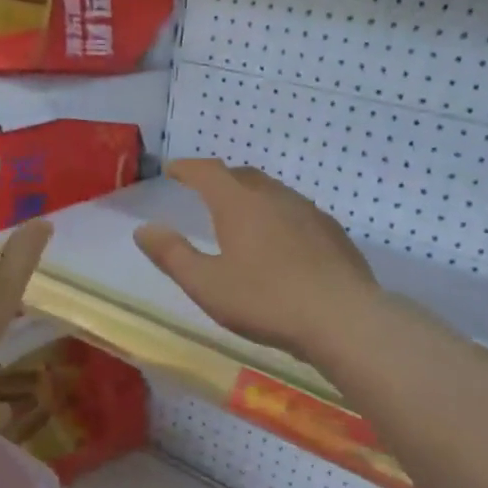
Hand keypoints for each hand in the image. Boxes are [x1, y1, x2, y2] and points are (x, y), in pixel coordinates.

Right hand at [135, 159, 378, 361]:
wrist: (343, 319)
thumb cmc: (266, 301)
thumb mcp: (206, 285)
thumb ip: (172, 255)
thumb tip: (144, 229)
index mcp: (239, 204)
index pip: (208, 172)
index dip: (187, 168)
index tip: (172, 170)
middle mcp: (275, 197)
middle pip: (242, 176)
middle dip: (220, 179)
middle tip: (205, 192)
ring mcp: (309, 212)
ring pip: (273, 192)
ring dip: (251, 195)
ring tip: (241, 215)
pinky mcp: (332, 233)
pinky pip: (296, 212)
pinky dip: (278, 215)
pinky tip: (281, 241)